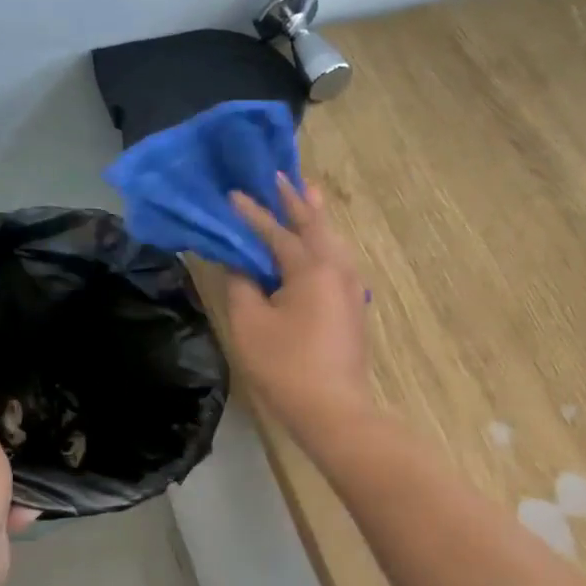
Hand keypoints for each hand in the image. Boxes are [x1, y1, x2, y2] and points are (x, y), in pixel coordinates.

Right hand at [227, 174, 371, 437]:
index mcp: (312, 267)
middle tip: (280, 174)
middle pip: (315, 225)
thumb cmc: (286, 366)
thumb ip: (241, 284)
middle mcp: (338, 268)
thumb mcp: (250, 324)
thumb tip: (238, 263)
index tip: (232, 194)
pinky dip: (323, 243)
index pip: (277, 232)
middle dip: (295, 200)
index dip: (252, 214)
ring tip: (305, 194)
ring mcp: (351, 288)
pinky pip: (336, 260)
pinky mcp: (353, 306)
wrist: (334, 411)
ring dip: (315, 218)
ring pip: (332, 241)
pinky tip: (317, 245)